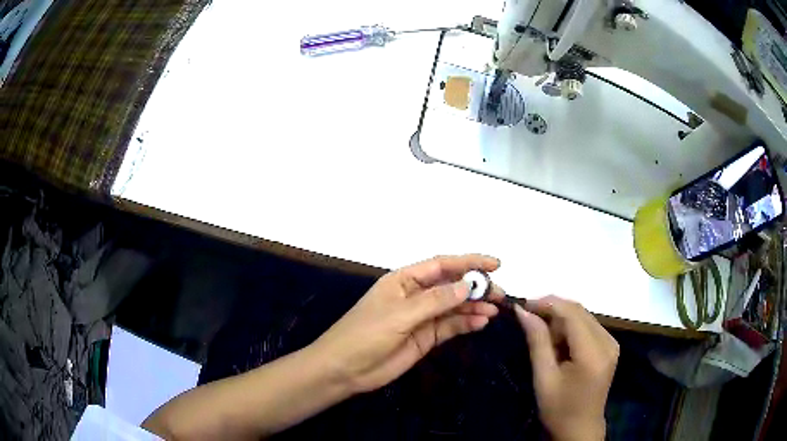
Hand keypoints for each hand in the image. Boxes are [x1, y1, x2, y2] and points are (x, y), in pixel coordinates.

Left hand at [311, 254, 502, 393]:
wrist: (346, 369)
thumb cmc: (366, 334)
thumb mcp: (400, 314)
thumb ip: (435, 301)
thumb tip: (468, 285)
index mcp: (404, 280)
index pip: (442, 265)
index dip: (468, 262)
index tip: (495, 265)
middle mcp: (415, 296)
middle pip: (451, 286)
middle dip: (475, 287)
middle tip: (499, 293)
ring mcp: (421, 318)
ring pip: (454, 307)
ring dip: (474, 306)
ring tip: (495, 309)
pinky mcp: (425, 338)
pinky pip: (450, 327)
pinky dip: (466, 323)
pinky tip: (481, 322)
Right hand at [514, 296, 618, 440]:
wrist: (580, 428)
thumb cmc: (559, 408)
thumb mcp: (544, 378)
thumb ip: (537, 341)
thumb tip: (522, 311)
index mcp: (593, 353)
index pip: (572, 313)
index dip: (547, 303)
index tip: (523, 305)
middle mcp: (608, 342)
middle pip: (579, 311)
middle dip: (553, 309)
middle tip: (528, 317)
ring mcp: (612, 343)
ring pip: (583, 316)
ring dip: (561, 318)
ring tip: (541, 333)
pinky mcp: (610, 346)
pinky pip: (588, 326)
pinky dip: (570, 327)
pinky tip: (558, 341)